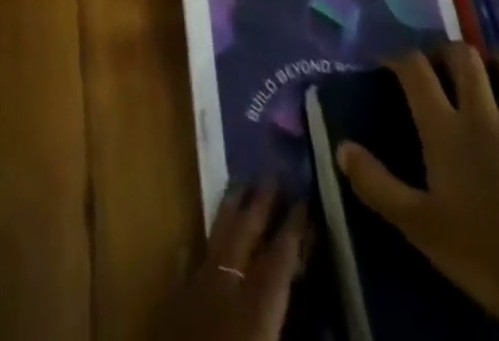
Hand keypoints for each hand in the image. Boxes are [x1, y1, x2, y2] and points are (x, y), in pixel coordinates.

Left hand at [159, 184, 308, 340]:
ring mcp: (195, 293)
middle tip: (273, 173)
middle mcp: (226, 290)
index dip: (294, 229)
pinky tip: (193, 242)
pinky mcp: (173, 308)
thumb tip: (325, 325)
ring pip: (215, 240)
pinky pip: (187, 266)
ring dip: (229, 212)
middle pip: (245, 235)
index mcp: (257, 310)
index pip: (280, 258)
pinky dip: (195, 250)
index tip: (305, 200)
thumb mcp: (268, 336)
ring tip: (240, 185)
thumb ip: (291, 327)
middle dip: (260, 204)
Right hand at [338, 45, 498, 340]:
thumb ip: (377, 185)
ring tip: (488, 71)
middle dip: (449, 51)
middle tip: (439, 64)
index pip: (416, 71)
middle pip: (466, 58)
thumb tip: (341, 147)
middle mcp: (483, 117)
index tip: (387, 63)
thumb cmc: (483, 253)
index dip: (398, 58)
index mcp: (445, 128)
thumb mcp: (419, 226)